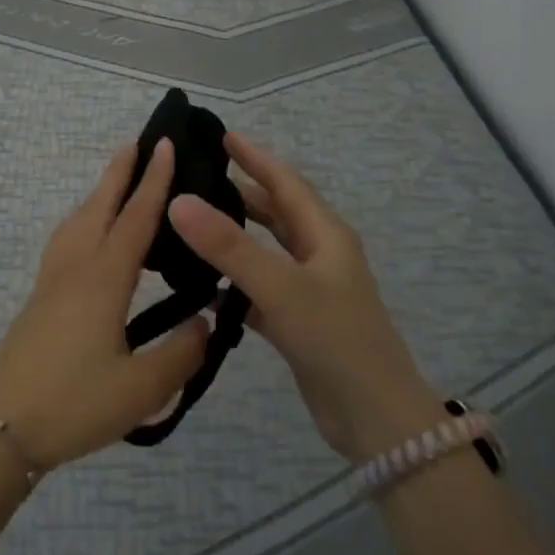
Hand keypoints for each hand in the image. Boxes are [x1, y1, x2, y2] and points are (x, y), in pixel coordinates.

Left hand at [0, 140, 209, 469]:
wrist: (1, 430)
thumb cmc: (75, 405)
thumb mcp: (141, 389)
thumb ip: (181, 353)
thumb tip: (205, 322)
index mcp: (104, 280)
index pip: (135, 218)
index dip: (153, 181)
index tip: (163, 145)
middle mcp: (76, 268)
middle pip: (99, 207)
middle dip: (119, 172)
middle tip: (137, 143)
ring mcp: (52, 282)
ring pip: (77, 221)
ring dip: (99, 194)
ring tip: (116, 183)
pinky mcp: (40, 299)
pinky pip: (66, 241)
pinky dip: (83, 221)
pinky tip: (89, 239)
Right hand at [168, 133, 440, 462]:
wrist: (376, 418)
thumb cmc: (336, 339)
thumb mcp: (281, 287)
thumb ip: (230, 246)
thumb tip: (179, 201)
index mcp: (325, 234)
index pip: (285, 182)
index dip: (255, 157)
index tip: (222, 136)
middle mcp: (319, 255)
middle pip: (275, 213)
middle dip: (241, 193)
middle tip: (197, 180)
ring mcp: (309, 290)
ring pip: (266, 251)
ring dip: (235, 238)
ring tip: (192, 226)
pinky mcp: (298, 323)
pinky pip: (259, 290)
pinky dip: (234, 284)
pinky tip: (203, 288)